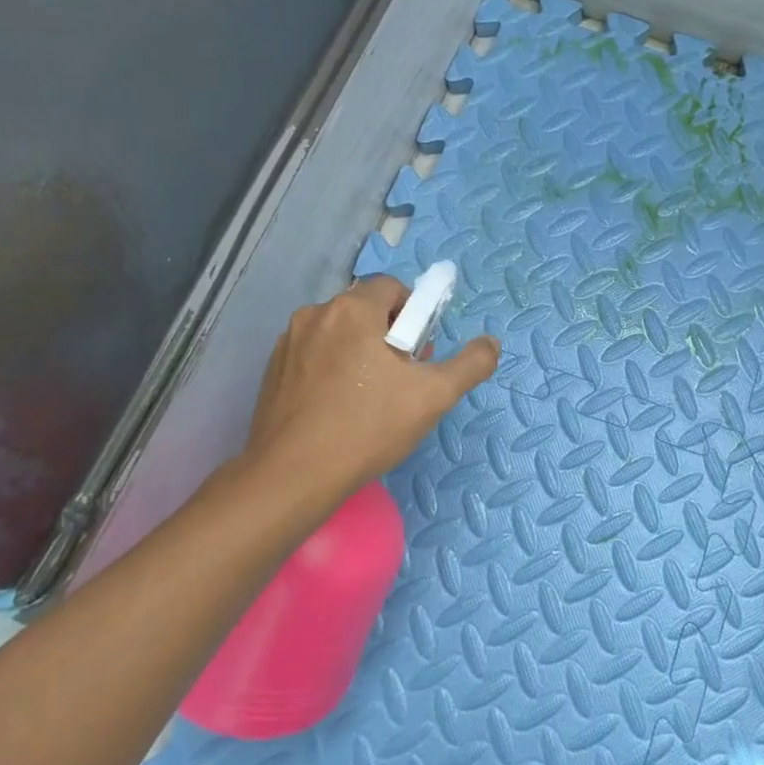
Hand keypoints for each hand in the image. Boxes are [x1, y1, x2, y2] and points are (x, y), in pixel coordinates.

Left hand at [241, 276, 499, 495]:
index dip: (414, 316)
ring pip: (338, 334)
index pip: (393, 288)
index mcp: (352, 310)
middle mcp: (315, 314)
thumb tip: (491, 342)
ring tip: (369, 400)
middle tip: (400, 380)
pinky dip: (331, 371)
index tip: (419, 354)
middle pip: (365, 310)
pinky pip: (314, 356)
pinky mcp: (272, 371)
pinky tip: (338, 409)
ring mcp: (288, 342)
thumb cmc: (368, 427)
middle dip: (388, 336)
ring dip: (359, 353)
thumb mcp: (435, 396)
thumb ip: (471, 363)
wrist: (293, 476)